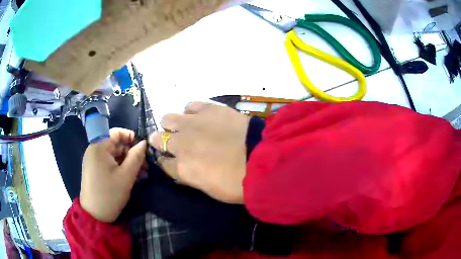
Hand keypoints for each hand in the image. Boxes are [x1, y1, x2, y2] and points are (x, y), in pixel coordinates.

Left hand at [80, 128, 146, 222]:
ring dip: (127, 162)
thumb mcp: (126, 176)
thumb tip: (144, 142)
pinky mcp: (94, 169)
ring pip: (113, 155)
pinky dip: (120, 167)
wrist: (95, 215)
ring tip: (141, 174)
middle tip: (145, 166)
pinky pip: (109, 163)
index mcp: (99, 147)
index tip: (143, 149)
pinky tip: (130, 177)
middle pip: (116, 144)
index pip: (117, 133)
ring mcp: (93, 160)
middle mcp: (94, 150)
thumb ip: (136, 157)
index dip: (131, 137)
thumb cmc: (110, 194)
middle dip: (131, 153)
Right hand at [150, 102, 249, 203]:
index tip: (172, 159)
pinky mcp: (207, 108)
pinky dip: (191, 111)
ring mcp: (192, 123)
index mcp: (182, 168)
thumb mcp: (210, 189)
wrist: (261, 158)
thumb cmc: (238, 182)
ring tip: (187, 127)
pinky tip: (201, 116)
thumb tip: (183, 169)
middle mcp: (180, 144)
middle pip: (158, 138)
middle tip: (175, 143)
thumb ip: (191, 177)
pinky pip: (190, 105)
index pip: (163, 162)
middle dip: (163, 141)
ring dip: (173, 124)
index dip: (166, 161)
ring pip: (167, 118)